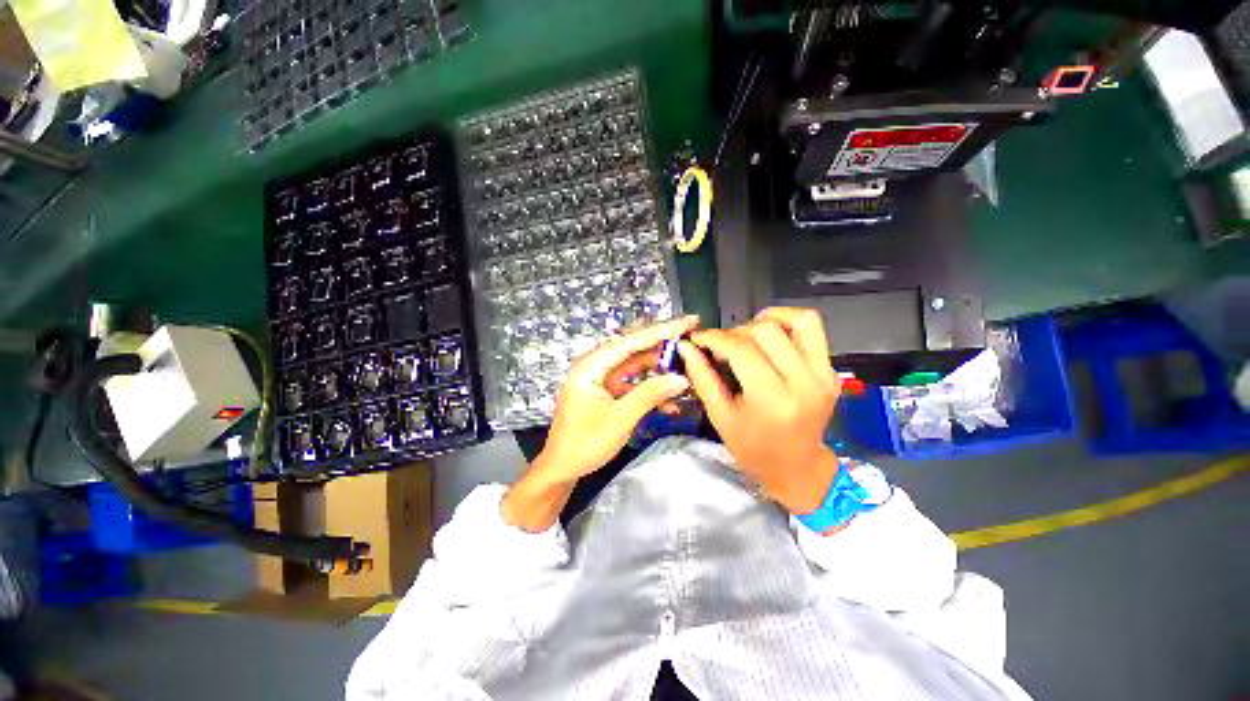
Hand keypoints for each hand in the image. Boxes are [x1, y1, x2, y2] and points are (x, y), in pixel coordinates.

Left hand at [502, 315, 699, 530]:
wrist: (562, 468)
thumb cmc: (585, 443)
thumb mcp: (620, 419)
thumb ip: (650, 395)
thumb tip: (680, 379)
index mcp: (591, 365)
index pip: (630, 341)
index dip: (660, 331)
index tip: (686, 321)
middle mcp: (595, 366)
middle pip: (633, 349)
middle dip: (662, 345)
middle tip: (690, 337)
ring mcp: (600, 378)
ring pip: (635, 365)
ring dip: (658, 369)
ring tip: (685, 368)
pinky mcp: (606, 391)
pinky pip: (631, 383)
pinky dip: (649, 389)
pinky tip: (669, 402)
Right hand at [677, 307, 840, 514]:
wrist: (797, 467)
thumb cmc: (753, 449)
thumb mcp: (720, 417)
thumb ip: (702, 377)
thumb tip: (686, 347)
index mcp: (773, 400)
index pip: (741, 350)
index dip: (714, 338)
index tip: (697, 338)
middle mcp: (804, 382)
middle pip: (766, 331)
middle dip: (734, 332)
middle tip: (720, 346)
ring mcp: (823, 374)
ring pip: (797, 320)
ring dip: (765, 321)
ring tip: (747, 335)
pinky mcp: (830, 370)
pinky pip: (812, 329)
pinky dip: (788, 321)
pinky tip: (770, 334)